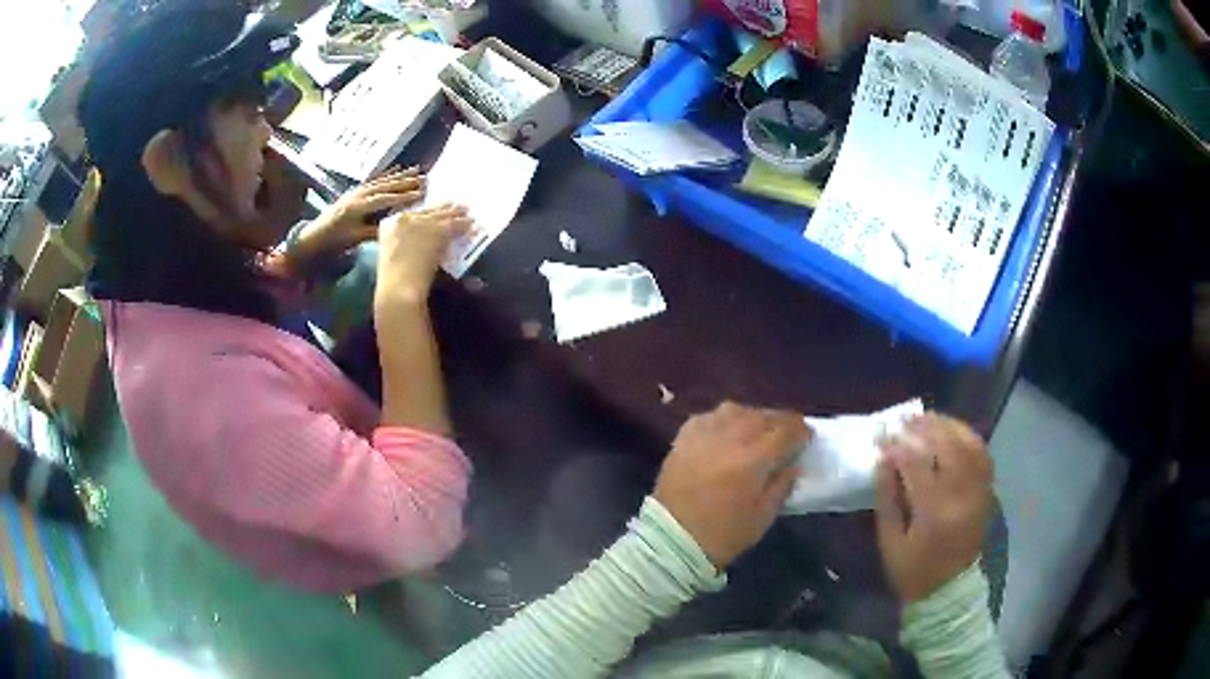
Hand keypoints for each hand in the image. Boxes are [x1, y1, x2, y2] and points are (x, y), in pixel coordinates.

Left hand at [290, 167, 425, 265]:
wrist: (314, 236)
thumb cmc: (335, 240)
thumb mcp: (356, 238)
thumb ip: (375, 231)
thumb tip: (397, 226)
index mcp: (359, 207)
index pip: (386, 199)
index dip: (404, 196)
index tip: (422, 193)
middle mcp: (359, 194)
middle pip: (386, 185)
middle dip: (406, 181)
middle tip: (424, 177)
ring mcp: (356, 191)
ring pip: (381, 180)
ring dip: (400, 175)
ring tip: (416, 169)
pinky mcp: (355, 191)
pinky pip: (373, 180)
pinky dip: (386, 174)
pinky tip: (396, 169)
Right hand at [374, 203, 472, 307]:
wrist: (399, 288)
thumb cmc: (394, 280)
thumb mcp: (392, 255)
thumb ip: (403, 242)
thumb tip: (417, 241)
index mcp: (390, 224)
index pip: (413, 211)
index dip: (427, 211)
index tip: (436, 208)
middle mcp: (405, 217)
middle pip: (429, 209)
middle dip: (443, 208)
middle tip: (456, 206)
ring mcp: (421, 221)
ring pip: (443, 214)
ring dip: (457, 214)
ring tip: (467, 212)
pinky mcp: (438, 229)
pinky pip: (454, 224)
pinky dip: (464, 225)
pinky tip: (471, 225)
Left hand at [654, 402, 808, 569]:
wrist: (671, 540)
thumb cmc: (723, 534)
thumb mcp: (763, 517)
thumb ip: (783, 485)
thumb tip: (794, 465)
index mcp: (755, 457)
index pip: (788, 430)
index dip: (802, 432)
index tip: (807, 439)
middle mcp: (731, 436)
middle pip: (764, 416)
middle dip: (781, 423)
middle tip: (787, 436)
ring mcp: (705, 433)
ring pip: (737, 410)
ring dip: (753, 417)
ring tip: (758, 432)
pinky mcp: (683, 437)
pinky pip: (710, 417)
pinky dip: (724, 420)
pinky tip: (727, 432)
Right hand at [875, 414, 993, 603]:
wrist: (948, 591)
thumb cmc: (912, 571)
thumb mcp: (890, 542)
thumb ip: (887, 499)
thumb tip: (883, 460)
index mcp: (934, 513)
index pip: (917, 465)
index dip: (898, 447)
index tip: (882, 437)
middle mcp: (962, 496)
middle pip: (948, 447)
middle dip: (925, 427)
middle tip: (905, 420)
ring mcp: (979, 491)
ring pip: (969, 444)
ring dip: (949, 425)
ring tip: (929, 419)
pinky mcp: (986, 491)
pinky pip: (982, 454)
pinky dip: (968, 437)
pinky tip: (953, 432)